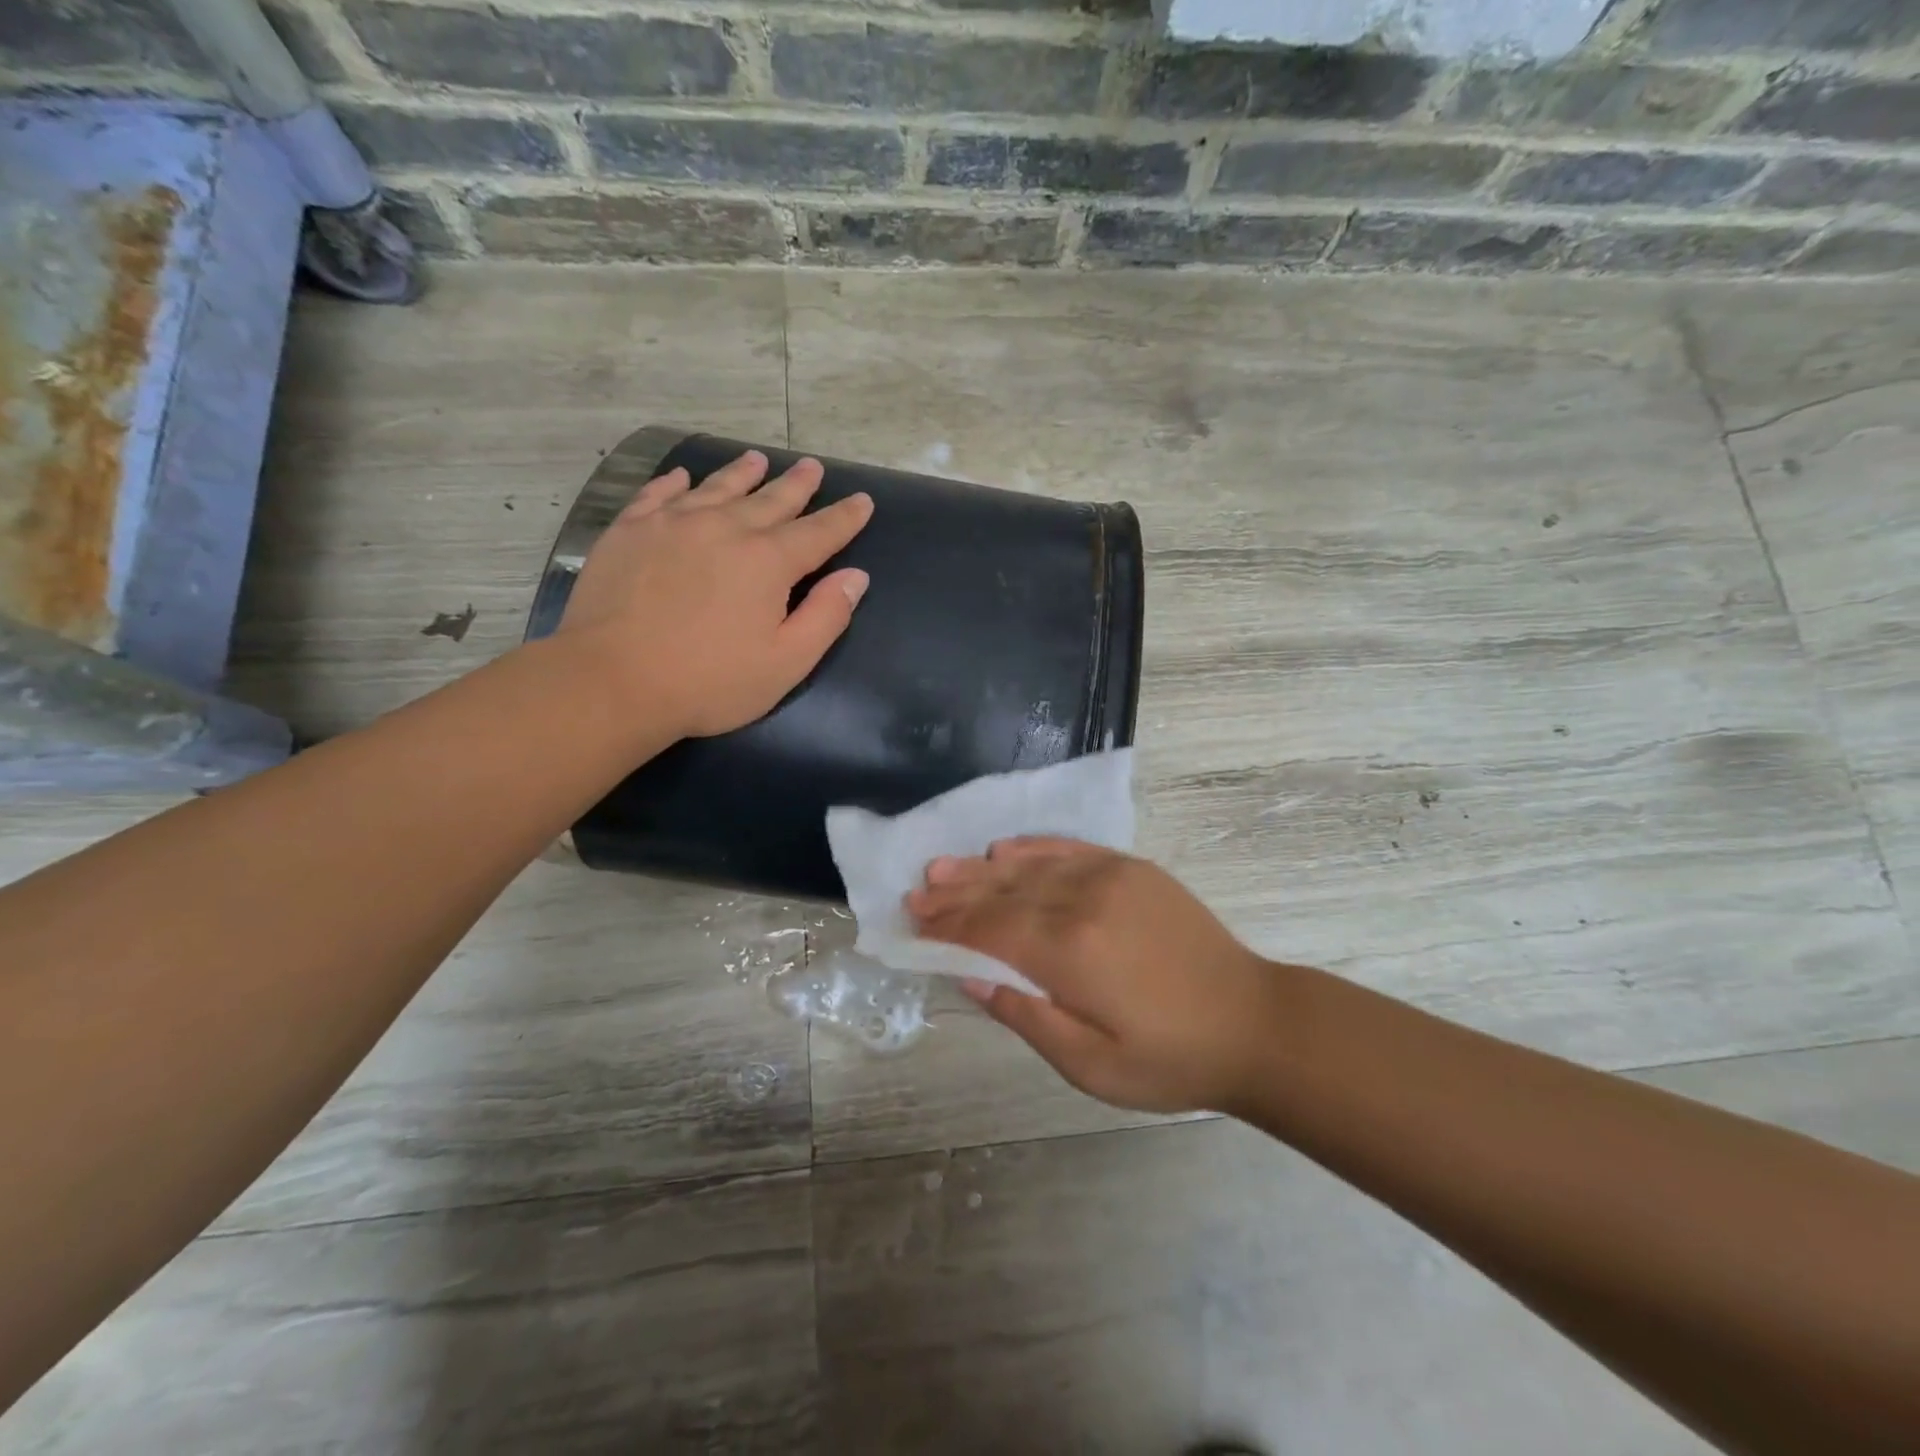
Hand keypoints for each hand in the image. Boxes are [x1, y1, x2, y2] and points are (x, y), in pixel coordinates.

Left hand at [556, 450, 872, 738]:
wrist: (611, 680)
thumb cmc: (709, 682)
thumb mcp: (786, 662)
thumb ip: (826, 617)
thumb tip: (855, 577)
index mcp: (767, 562)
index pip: (818, 532)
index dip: (844, 517)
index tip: (862, 500)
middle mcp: (724, 529)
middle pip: (770, 500)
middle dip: (797, 485)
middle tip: (812, 467)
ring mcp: (672, 524)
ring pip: (716, 488)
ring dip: (742, 473)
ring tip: (758, 459)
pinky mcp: (629, 531)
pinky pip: (657, 494)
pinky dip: (674, 483)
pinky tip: (682, 477)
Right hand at [907, 838, 1284, 1113]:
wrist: (1251, 1022)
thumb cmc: (1169, 1058)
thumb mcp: (1091, 1066)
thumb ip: (1026, 1016)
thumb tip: (970, 978)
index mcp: (1069, 953)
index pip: (990, 930)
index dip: (948, 926)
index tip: (914, 921)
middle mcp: (1083, 902)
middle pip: (1003, 893)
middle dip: (956, 893)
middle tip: (918, 890)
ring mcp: (1110, 877)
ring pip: (1030, 866)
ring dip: (983, 868)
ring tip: (945, 867)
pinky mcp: (1133, 869)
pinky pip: (1070, 849)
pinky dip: (1034, 848)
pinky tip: (1007, 849)